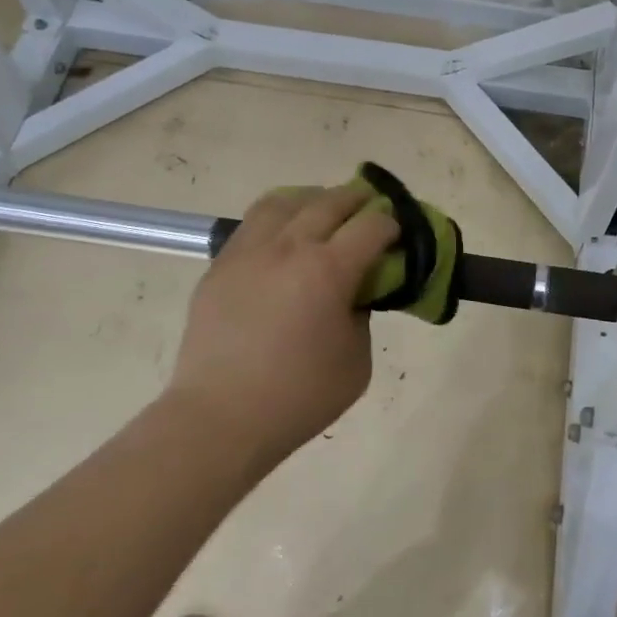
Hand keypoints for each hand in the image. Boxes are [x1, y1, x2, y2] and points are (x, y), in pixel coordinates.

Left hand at [164, 184, 399, 471]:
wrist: (221, 418)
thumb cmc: (299, 396)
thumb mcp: (357, 360)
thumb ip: (361, 315)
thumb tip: (351, 292)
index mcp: (328, 270)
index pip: (371, 226)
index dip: (391, 224)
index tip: (397, 232)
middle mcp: (288, 247)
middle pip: (329, 202)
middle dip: (357, 199)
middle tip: (371, 206)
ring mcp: (248, 252)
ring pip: (284, 201)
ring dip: (312, 199)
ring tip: (323, 209)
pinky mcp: (219, 265)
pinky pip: (252, 224)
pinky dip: (277, 218)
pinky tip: (283, 236)